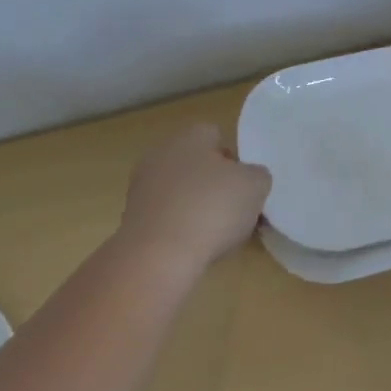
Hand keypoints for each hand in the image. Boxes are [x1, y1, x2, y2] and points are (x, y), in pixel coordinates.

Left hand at [118, 123, 271, 273]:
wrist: (158, 255)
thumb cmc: (212, 208)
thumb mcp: (256, 185)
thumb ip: (257, 175)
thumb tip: (249, 178)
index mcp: (189, 136)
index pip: (215, 135)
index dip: (235, 157)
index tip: (246, 183)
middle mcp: (161, 153)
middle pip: (197, 163)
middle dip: (216, 182)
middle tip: (237, 208)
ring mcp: (142, 187)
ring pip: (181, 191)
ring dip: (198, 206)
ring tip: (219, 233)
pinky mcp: (133, 218)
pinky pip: (167, 216)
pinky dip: (181, 228)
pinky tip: (196, 246)